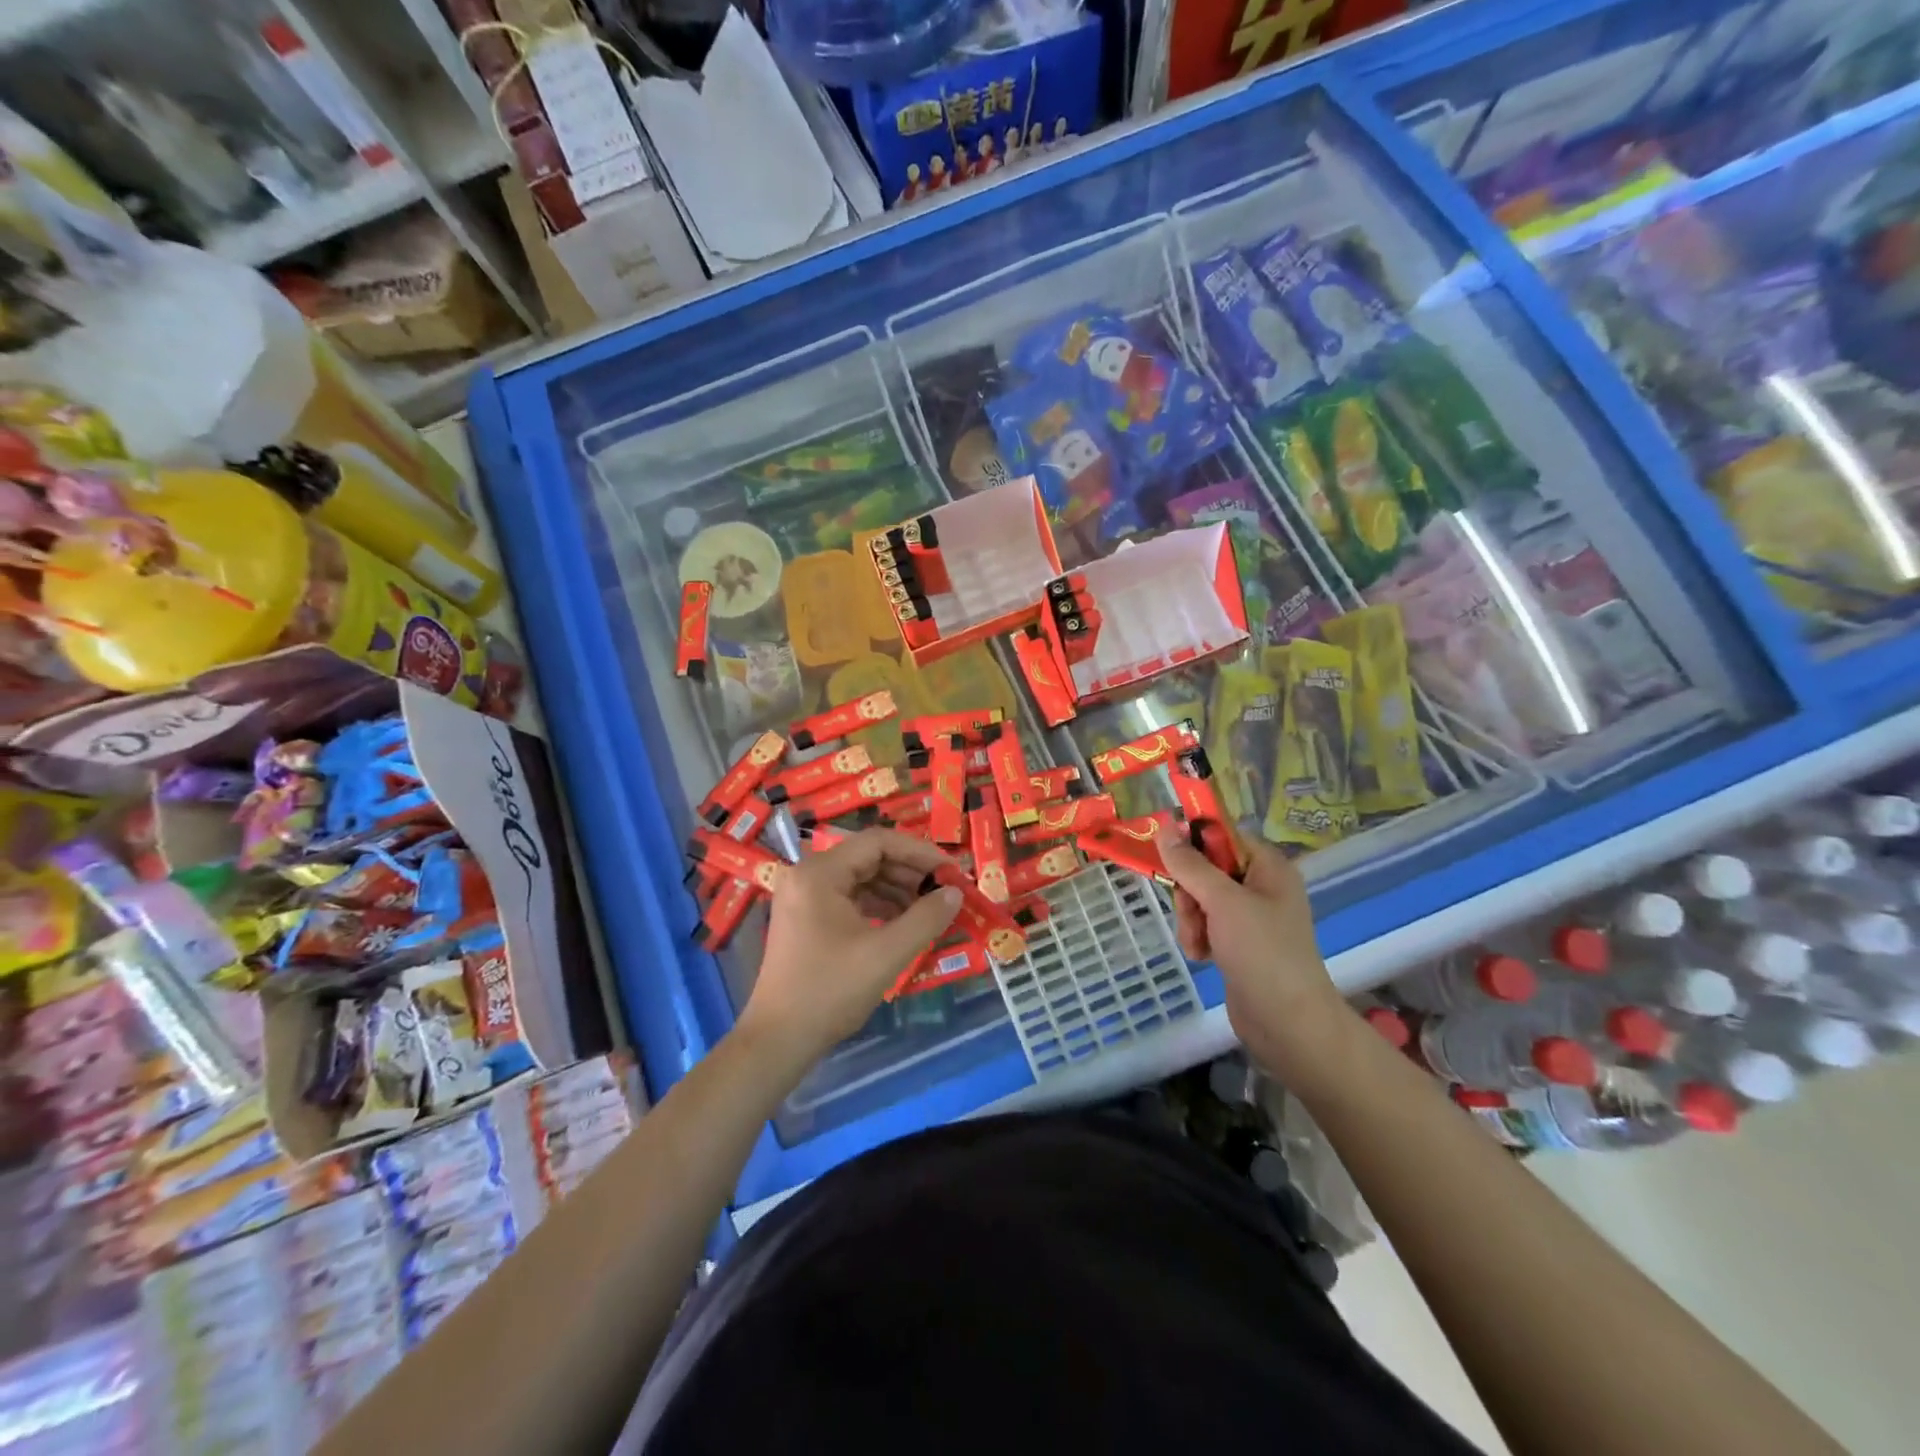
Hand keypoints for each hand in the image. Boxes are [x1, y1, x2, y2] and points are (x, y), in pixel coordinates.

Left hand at [737, 829, 961, 1078]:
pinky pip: (850, 897)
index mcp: (820, 873)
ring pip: (861, 877)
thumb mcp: (886, 953)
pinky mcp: (806, 917)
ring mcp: (804, 896)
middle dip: (910, 872)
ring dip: (897, 889)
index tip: (950, 871)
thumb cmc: (831, 991)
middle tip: (945, 890)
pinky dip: (879, 904)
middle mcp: (807, 875)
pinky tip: (903, 922)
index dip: (919, 852)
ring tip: (929, 908)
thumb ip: (925, 918)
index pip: (877, 842)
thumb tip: (956, 892)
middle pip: (868, 857)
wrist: (779, 1039)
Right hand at [1155, 830, 1353, 1091]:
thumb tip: (1164, 826)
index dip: (1193, 843)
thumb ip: (1191, 864)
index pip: (1221, 835)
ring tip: (1198, 944)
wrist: (1288, 1023)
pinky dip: (1198, 937)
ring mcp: (1250, 916)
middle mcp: (1261, 885)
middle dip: (1189, 893)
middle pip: (1205, 868)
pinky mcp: (1239, 942)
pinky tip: (1202, 956)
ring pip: (1200, 898)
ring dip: (1190, 919)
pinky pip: (1206, 924)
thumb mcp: (1223, 902)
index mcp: (1268, 866)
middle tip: (1191, 914)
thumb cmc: (1262, 953)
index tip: (1168, 859)